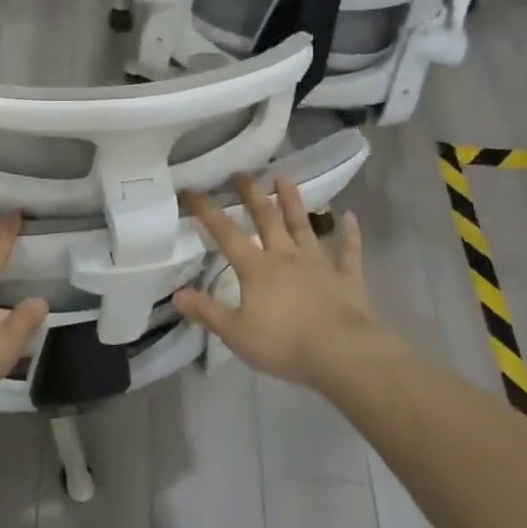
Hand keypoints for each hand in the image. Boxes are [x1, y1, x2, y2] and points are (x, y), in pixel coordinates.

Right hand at [173, 175, 387, 389]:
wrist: (343, 353)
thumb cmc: (285, 344)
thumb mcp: (236, 334)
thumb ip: (206, 312)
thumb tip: (176, 294)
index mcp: (256, 268)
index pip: (225, 233)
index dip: (206, 210)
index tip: (191, 190)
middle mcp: (286, 256)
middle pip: (267, 218)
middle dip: (251, 194)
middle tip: (241, 173)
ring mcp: (319, 263)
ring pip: (303, 226)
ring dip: (293, 201)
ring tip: (284, 178)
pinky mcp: (347, 277)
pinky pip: (348, 251)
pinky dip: (349, 233)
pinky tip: (350, 216)